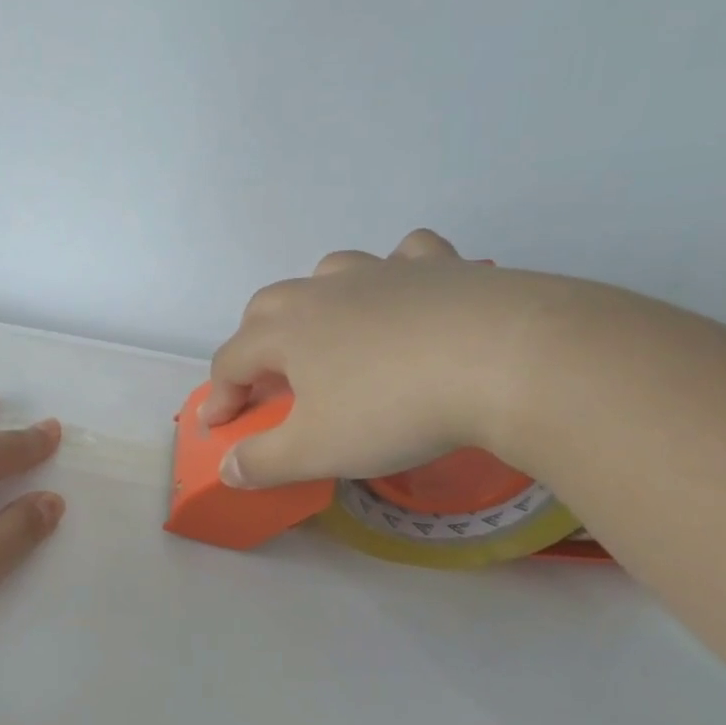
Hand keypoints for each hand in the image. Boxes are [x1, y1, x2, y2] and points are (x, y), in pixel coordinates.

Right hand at [202, 229, 549, 487]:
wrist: (506, 359)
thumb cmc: (394, 409)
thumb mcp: (317, 451)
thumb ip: (263, 461)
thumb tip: (227, 468)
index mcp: (285, 332)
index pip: (230, 360)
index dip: (219, 395)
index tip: (220, 427)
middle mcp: (323, 292)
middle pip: (267, 307)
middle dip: (254, 342)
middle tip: (266, 379)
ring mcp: (381, 272)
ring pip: (327, 273)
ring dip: (313, 301)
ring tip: (327, 333)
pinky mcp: (439, 266)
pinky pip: (403, 257)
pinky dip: (394, 272)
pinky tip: (405, 293)